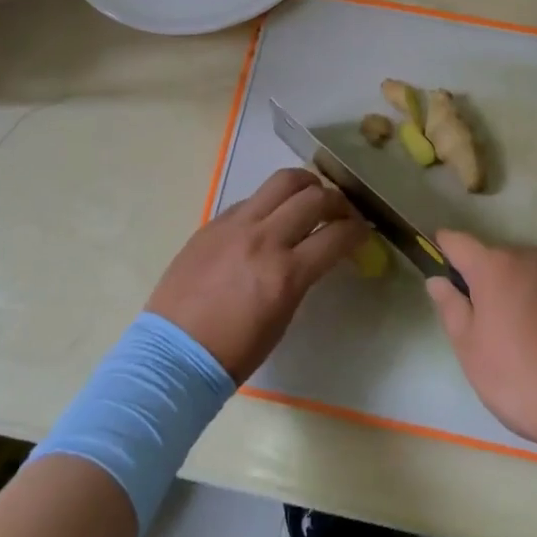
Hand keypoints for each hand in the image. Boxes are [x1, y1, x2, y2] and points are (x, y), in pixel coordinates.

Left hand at [147, 169, 365, 381]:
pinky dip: (271, 202)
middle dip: (338, 201)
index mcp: (285, 273)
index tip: (364, 231)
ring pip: (283, 181)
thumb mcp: (282, 318)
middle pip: (314, 197)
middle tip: (343, 211)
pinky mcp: (214, 221)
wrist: (172, 355)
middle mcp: (264, 239)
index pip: (337, 236)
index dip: (358, 230)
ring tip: (312, 196)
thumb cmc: (233, 352)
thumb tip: (315, 252)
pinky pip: (252, 198)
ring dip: (306, 185)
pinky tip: (272, 217)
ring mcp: (236, 225)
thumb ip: (301, 277)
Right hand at [426, 231, 536, 454]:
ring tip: (512, 343)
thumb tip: (438, 280)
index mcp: (494, 265)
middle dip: (479, 282)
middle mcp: (526, 256)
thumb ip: (451, 309)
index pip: (457, 241)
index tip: (434, 267)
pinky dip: (536, 307)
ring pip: (520, 275)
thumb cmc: (524, 378)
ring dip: (510, 295)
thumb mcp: (472, 351)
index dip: (441, 249)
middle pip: (491, 259)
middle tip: (476, 327)